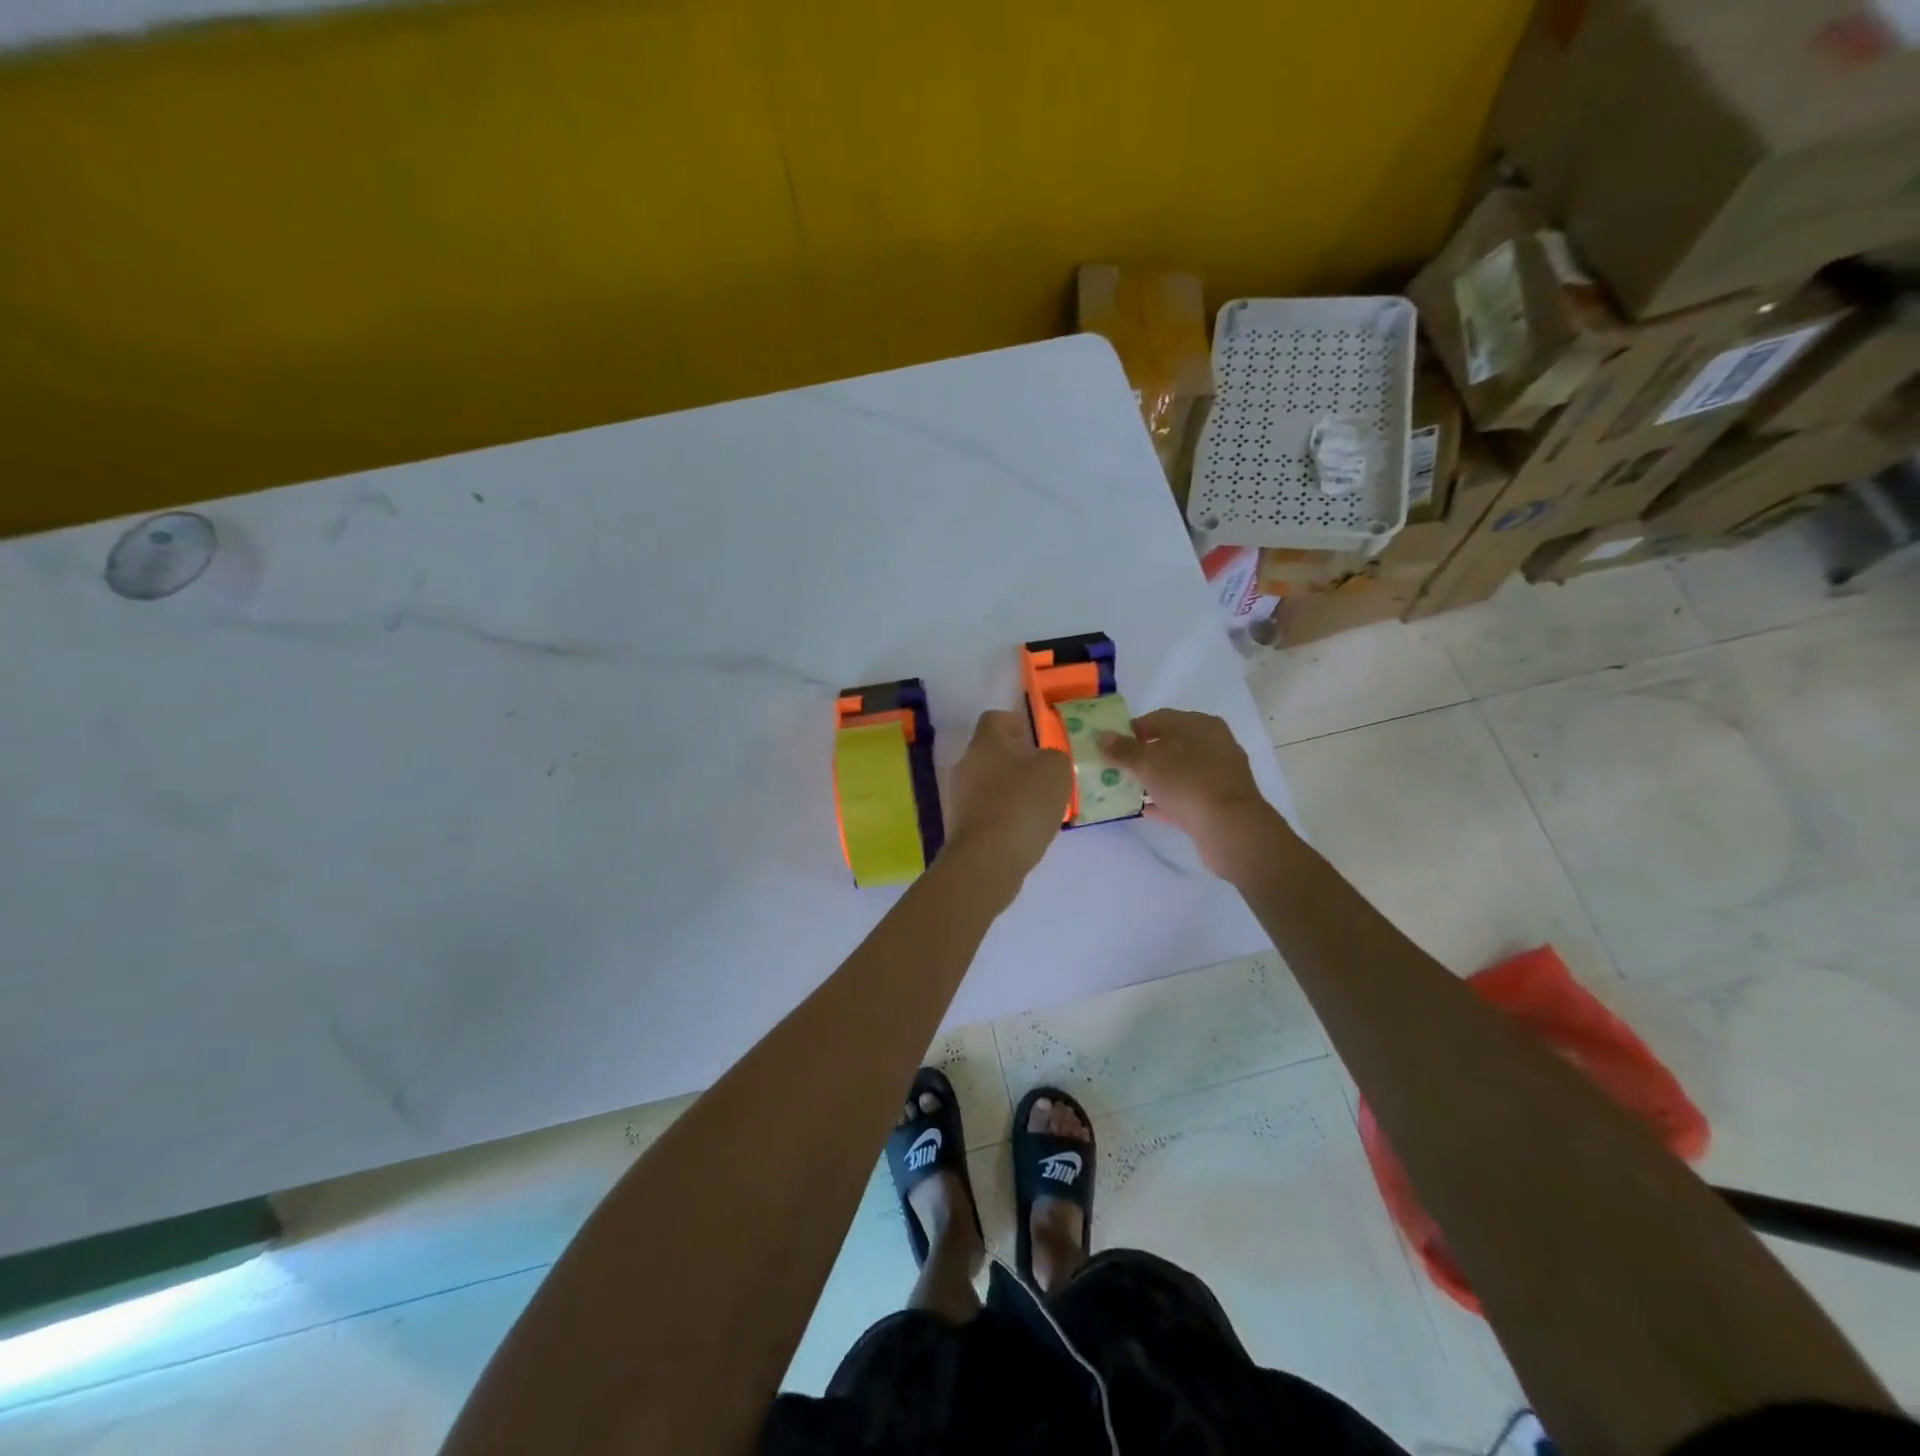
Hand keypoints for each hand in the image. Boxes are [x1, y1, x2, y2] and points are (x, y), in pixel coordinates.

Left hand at [943, 710, 1071, 878]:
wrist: (987, 861)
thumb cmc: (1022, 805)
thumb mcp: (1056, 771)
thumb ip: (1054, 757)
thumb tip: (1045, 760)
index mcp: (985, 743)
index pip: (995, 718)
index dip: (1016, 722)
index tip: (1035, 737)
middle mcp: (966, 765)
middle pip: (991, 752)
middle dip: (1017, 760)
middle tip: (1044, 774)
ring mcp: (959, 797)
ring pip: (989, 783)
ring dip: (1011, 789)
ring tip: (1039, 805)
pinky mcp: (962, 826)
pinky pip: (987, 810)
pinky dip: (1004, 814)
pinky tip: (1025, 829)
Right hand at [1098, 709, 1282, 877]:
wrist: (1230, 829)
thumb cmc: (1188, 784)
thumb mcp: (1148, 764)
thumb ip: (1122, 750)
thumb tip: (1101, 736)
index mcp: (1200, 725)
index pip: (1159, 718)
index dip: (1132, 730)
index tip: (1112, 746)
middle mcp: (1214, 743)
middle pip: (1170, 744)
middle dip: (1143, 755)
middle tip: (1118, 767)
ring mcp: (1220, 773)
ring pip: (1179, 770)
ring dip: (1155, 778)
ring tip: (1129, 788)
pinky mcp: (1221, 800)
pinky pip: (1187, 794)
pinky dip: (1167, 798)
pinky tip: (1146, 809)